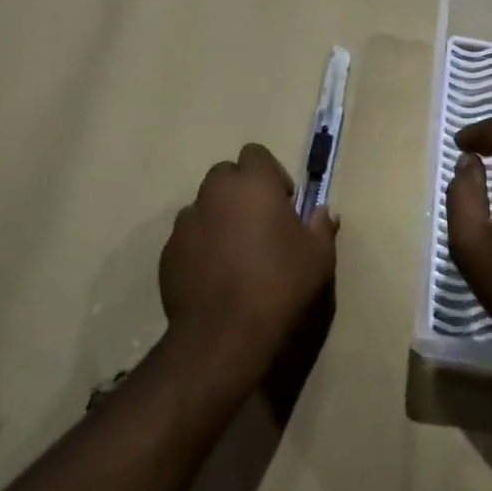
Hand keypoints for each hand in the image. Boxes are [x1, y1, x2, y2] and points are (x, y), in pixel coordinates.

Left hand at [159, 143, 338, 398]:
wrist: (225, 337)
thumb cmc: (281, 286)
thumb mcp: (318, 257)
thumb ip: (320, 226)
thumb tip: (324, 212)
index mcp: (252, 183)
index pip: (256, 153)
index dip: (271, 175)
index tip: (284, 204)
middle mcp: (214, 193)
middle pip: (226, 176)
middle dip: (241, 193)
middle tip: (260, 226)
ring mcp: (186, 223)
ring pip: (204, 207)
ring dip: (219, 219)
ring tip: (235, 255)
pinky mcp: (168, 254)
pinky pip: (188, 238)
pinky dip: (201, 247)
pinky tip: (215, 277)